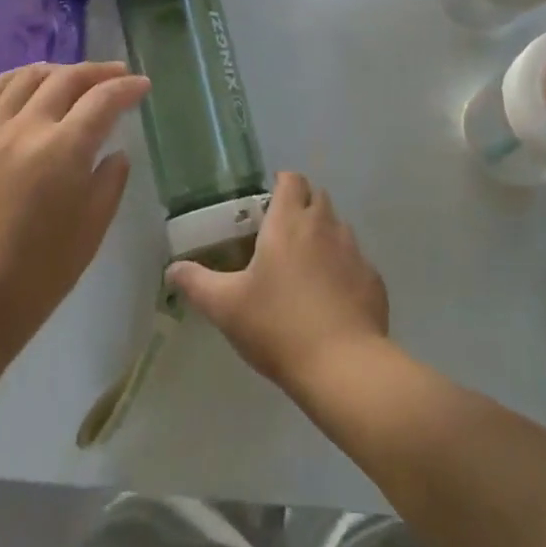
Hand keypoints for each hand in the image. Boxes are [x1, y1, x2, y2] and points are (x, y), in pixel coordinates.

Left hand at [0, 61, 149, 353]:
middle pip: (66, 79)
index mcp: (64, 150)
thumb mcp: (92, 228)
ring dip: (58, 70)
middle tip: (118, 74)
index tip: (143, 85)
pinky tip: (26, 83)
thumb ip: (110, 181)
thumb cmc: (40, 273)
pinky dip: (14, 79)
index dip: (127, 88)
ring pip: (27, 77)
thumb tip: (116, 152)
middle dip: (98, 72)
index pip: (103, 100)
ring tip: (74, 76)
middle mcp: (27, 128)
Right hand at [166, 172, 388, 391]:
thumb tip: (172, 269)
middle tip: (280, 236)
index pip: (291, 179)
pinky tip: (330, 299)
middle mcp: (325, 226)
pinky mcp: (373, 279)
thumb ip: (197, 283)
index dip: (280, 184)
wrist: (343, 367)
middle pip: (317, 197)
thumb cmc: (278, 326)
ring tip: (305, 269)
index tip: (266, 204)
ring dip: (323, 236)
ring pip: (338, 227)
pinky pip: (355, 261)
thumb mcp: (226, 307)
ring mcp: (354, 251)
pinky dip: (343, 269)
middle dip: (301, 206)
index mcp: (289, 222)